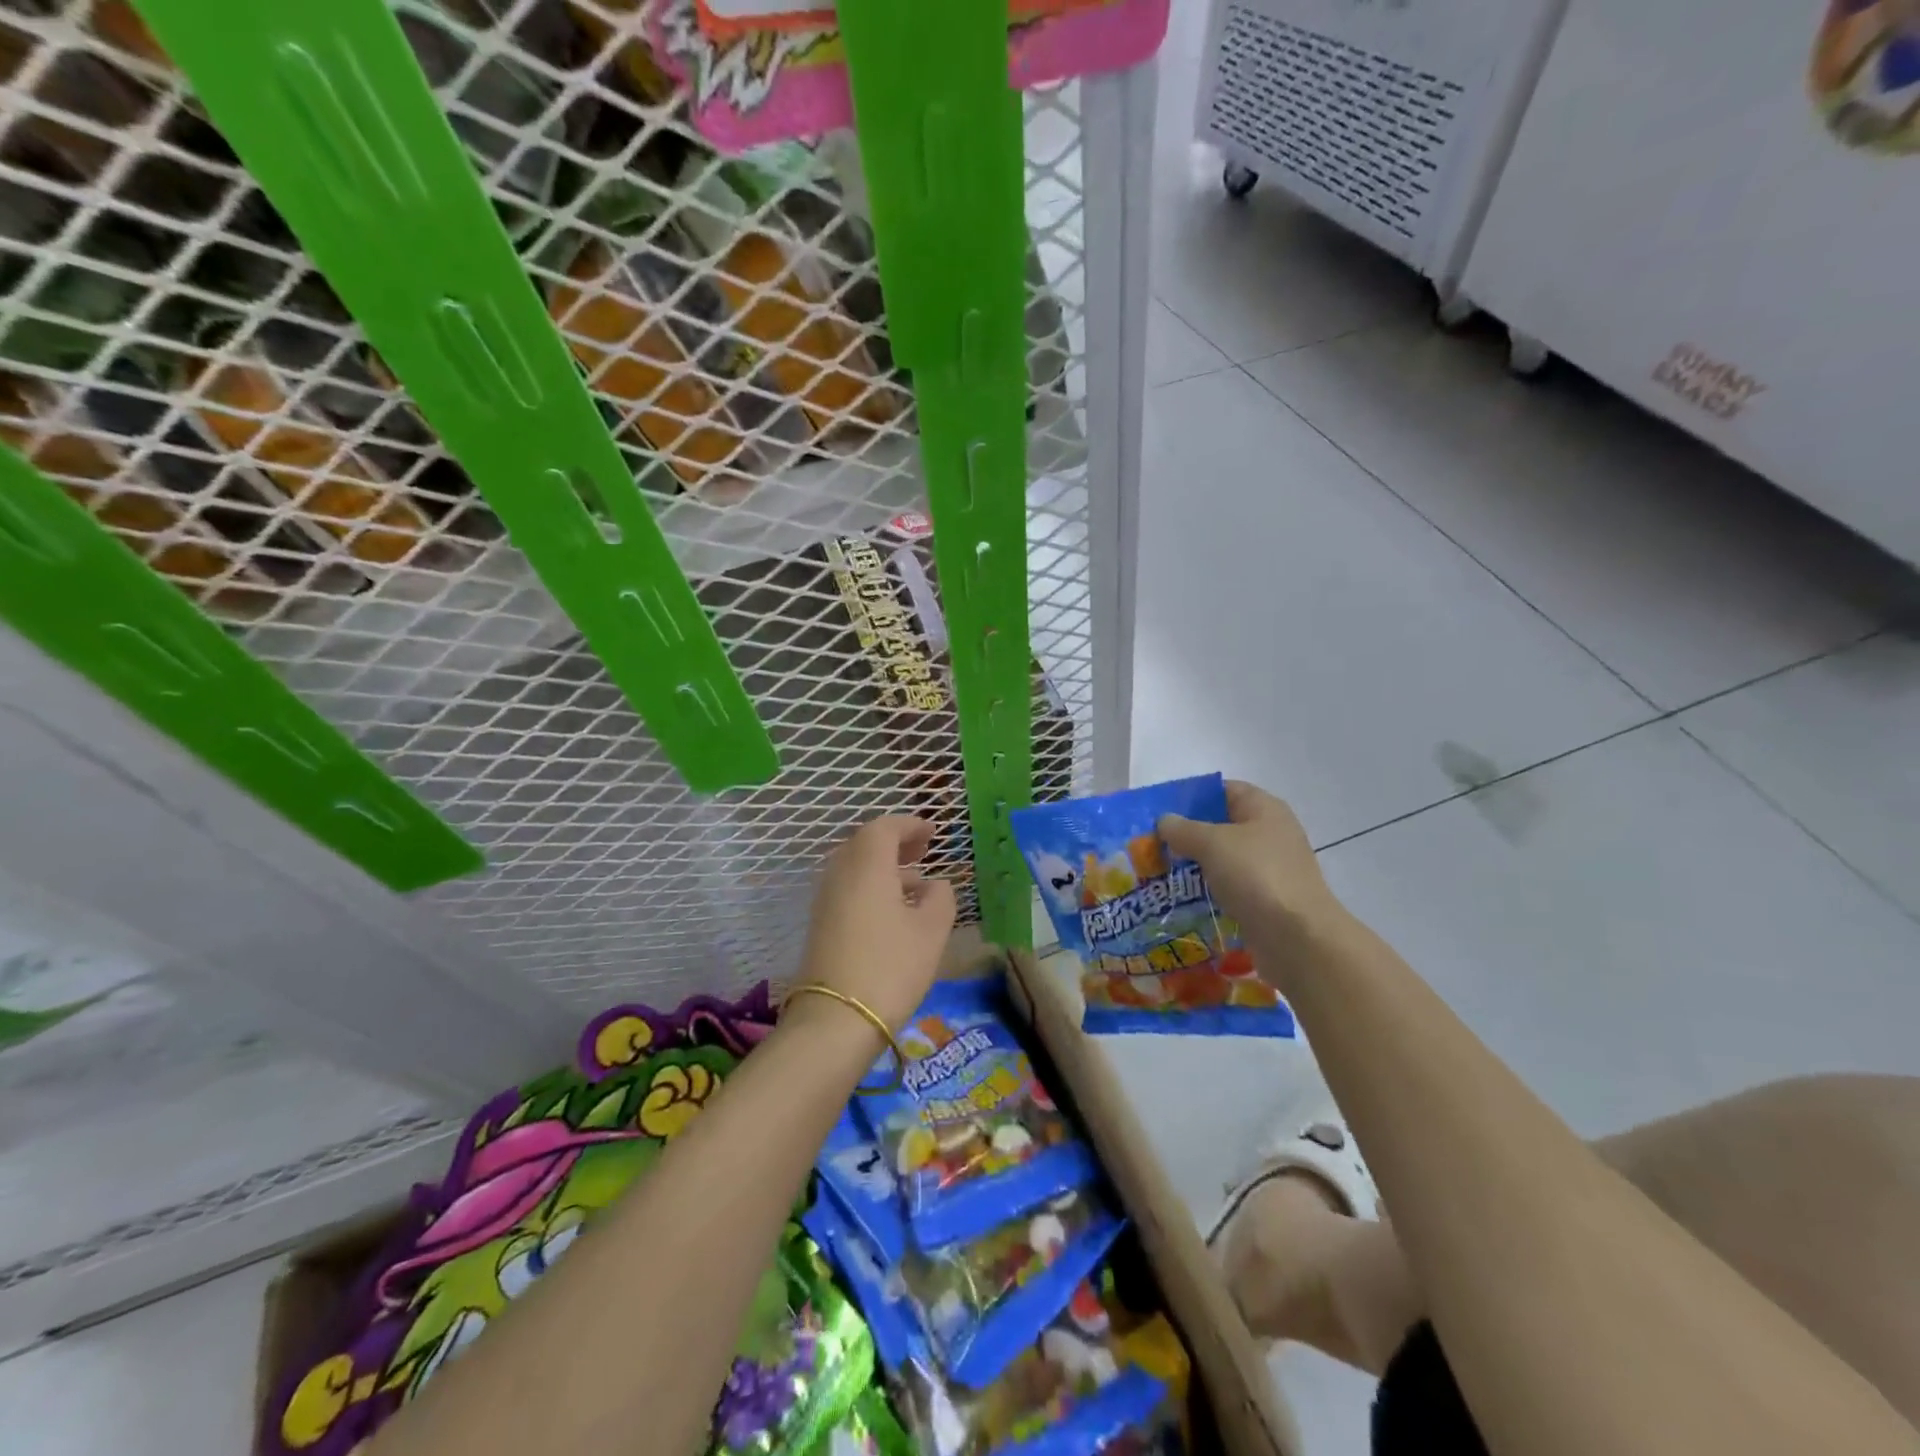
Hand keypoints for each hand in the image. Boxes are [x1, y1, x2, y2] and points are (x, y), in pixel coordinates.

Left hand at [796, 815, 956, 1035]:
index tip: (933, 832)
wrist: (835, 1020)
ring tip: (916, 883)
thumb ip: (940, 898)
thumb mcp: (932, 931)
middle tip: (923, 850)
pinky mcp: (821, 925)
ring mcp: (826, 900)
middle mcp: (840, 874)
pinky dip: (872, 887)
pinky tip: (895, 912)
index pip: (885, 828)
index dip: (910, 825)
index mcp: (867, 865)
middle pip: (865, 844)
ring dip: (884, 867)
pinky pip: (849, 890)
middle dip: (895, 843)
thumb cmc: (891, 967)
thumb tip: (934, 886)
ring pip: (856, 868)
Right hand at [1159, 781, 1346, 951]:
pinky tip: (1182, 898)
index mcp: (1263, 808)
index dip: (1191, 796)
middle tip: (1152, 843)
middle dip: (1187, 834)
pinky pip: (1229, 886)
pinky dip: (1207, 890)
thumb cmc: (1256, 876)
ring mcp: (1269, 868)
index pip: (1223, 790)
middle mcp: (1269, 833)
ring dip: (1194, 864)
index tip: (1159, 811)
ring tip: (1159, 871)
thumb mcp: (1212, 843)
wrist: (1298, 938)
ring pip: (1223, 858)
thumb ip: (1183, 829)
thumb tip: (1164, 821)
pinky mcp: (1265, 899)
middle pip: (1221, 825)